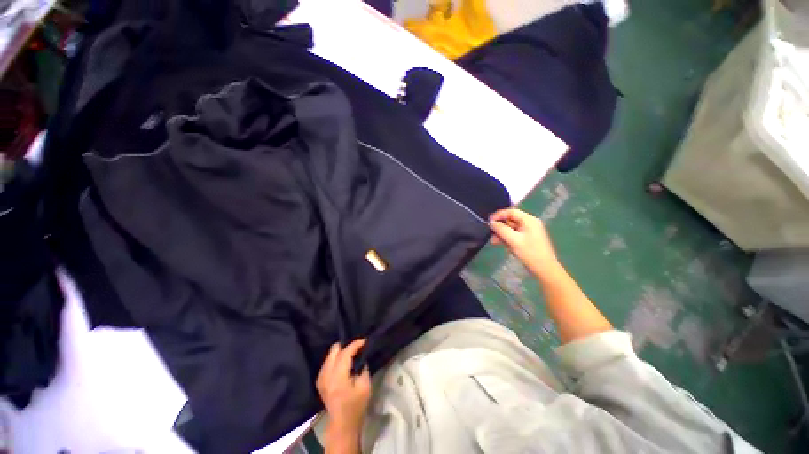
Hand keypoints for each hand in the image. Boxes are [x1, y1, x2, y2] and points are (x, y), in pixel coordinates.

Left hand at [316, 339, 370, 450]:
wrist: (342, 424)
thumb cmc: (356, 406)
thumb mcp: (365, 386)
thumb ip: (363, 367)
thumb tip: (362, 355)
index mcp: (337, 377)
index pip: (345, 353)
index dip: (355, 344)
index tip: (365, 341)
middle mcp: (326, 374)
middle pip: (334, 350)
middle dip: (346, 346)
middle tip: (358, 348)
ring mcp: (321, 377)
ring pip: (330, 354)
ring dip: (341, 352)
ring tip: (352, 355)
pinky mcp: (320, 380)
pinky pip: (328, 362)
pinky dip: (336, 358)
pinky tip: (344, 363)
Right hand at [489, 208, 561, 280]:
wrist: (545, 269)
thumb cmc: (530, 253)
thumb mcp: (513, 240)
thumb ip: (501, 229)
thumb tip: (491, 222)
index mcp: (529, 220)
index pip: (511, 212)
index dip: (498, 215)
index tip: (488, 222)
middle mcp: (529, 223)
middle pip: (510, 220)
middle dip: (500, 227)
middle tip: (491, 236)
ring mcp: (529, 231)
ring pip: (511, 228)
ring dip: (502, 234)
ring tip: (495, 243)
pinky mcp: (528, 239)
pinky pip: (514, 234)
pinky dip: (507, 238)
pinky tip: (504, 245)